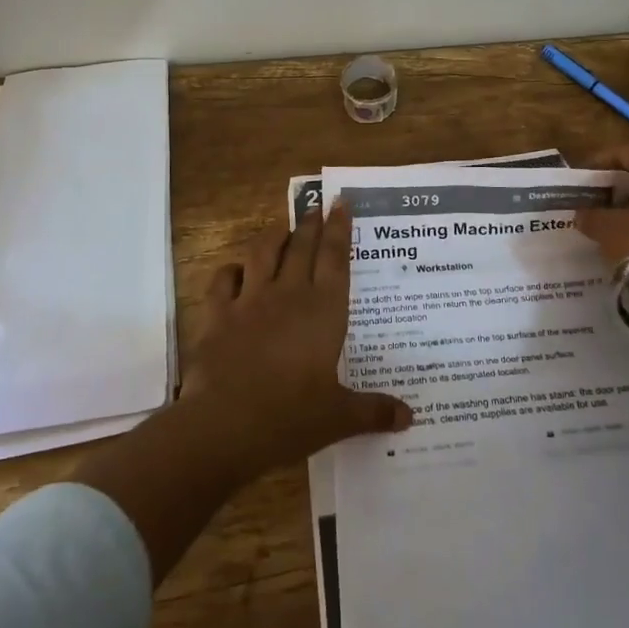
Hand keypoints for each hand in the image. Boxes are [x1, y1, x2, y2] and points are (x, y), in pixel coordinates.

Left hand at [185, 201, 411, 478]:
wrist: (225, 424)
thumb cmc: (290, 417)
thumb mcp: (339, 417)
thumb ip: (374, 412)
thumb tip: (410, 417)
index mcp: (323, 311)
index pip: (335, 259)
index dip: (339, 229)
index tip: (341, 202)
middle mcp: (289, 295)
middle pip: (302, 248)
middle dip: (310, 223)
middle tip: (316, 205)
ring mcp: (250, 301)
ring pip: (263, 253)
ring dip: (273, 237)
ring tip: (281, 227)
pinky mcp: (218, 315)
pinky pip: (223, 280)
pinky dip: (229, 270)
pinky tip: (234, 270)